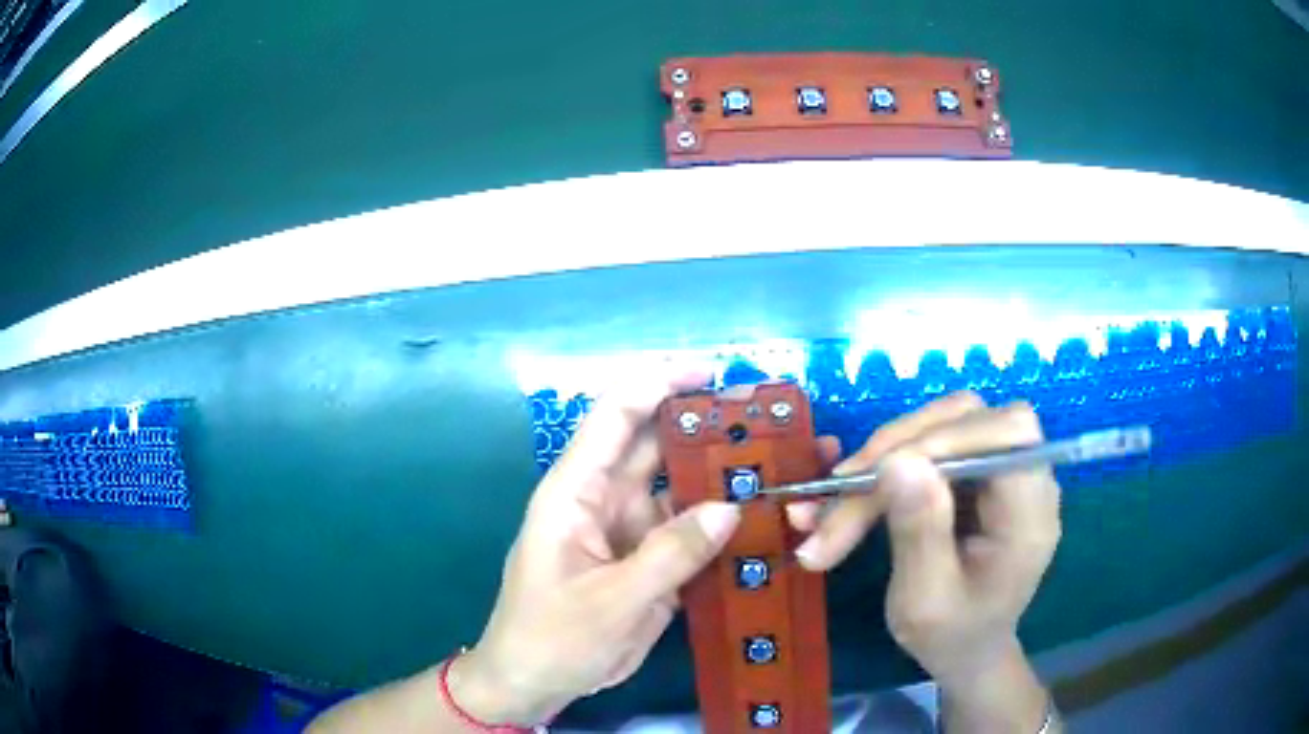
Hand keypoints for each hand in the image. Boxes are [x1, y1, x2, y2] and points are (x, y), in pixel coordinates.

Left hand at [449, 368, 741, 726]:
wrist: (536, 683)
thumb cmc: (552, 638)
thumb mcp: (611, 602)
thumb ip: (670, 555)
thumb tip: (731, 508)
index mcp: (575, 492)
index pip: (615, 417)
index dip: (658, 383)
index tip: (713, 371)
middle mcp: (604, 499)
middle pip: (656, 446)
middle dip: (705, 426)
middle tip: (768, 418)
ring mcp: (630, 531)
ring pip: (680, 488)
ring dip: (722, 476)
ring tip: (778, 464)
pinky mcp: (649, 561)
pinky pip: (690, 531)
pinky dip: (722, 523)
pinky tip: (762, 518)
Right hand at [789, 392, 1060, 730]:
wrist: (965, 647)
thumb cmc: (951, 635)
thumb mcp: (925, 601)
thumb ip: (920, 533)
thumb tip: (897, 461)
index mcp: (1031, 514)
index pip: (1010, 434)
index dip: (950, 436)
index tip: (884, 471)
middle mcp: (1025, 477)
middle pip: (969, 418)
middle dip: (898, 447)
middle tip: (838, 491)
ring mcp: (999, 469)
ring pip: (942, 424)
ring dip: (883, 455)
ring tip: (833, 500)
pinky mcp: (975, 471)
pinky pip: (928, 443)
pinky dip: (884, 466)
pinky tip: (849, 495)